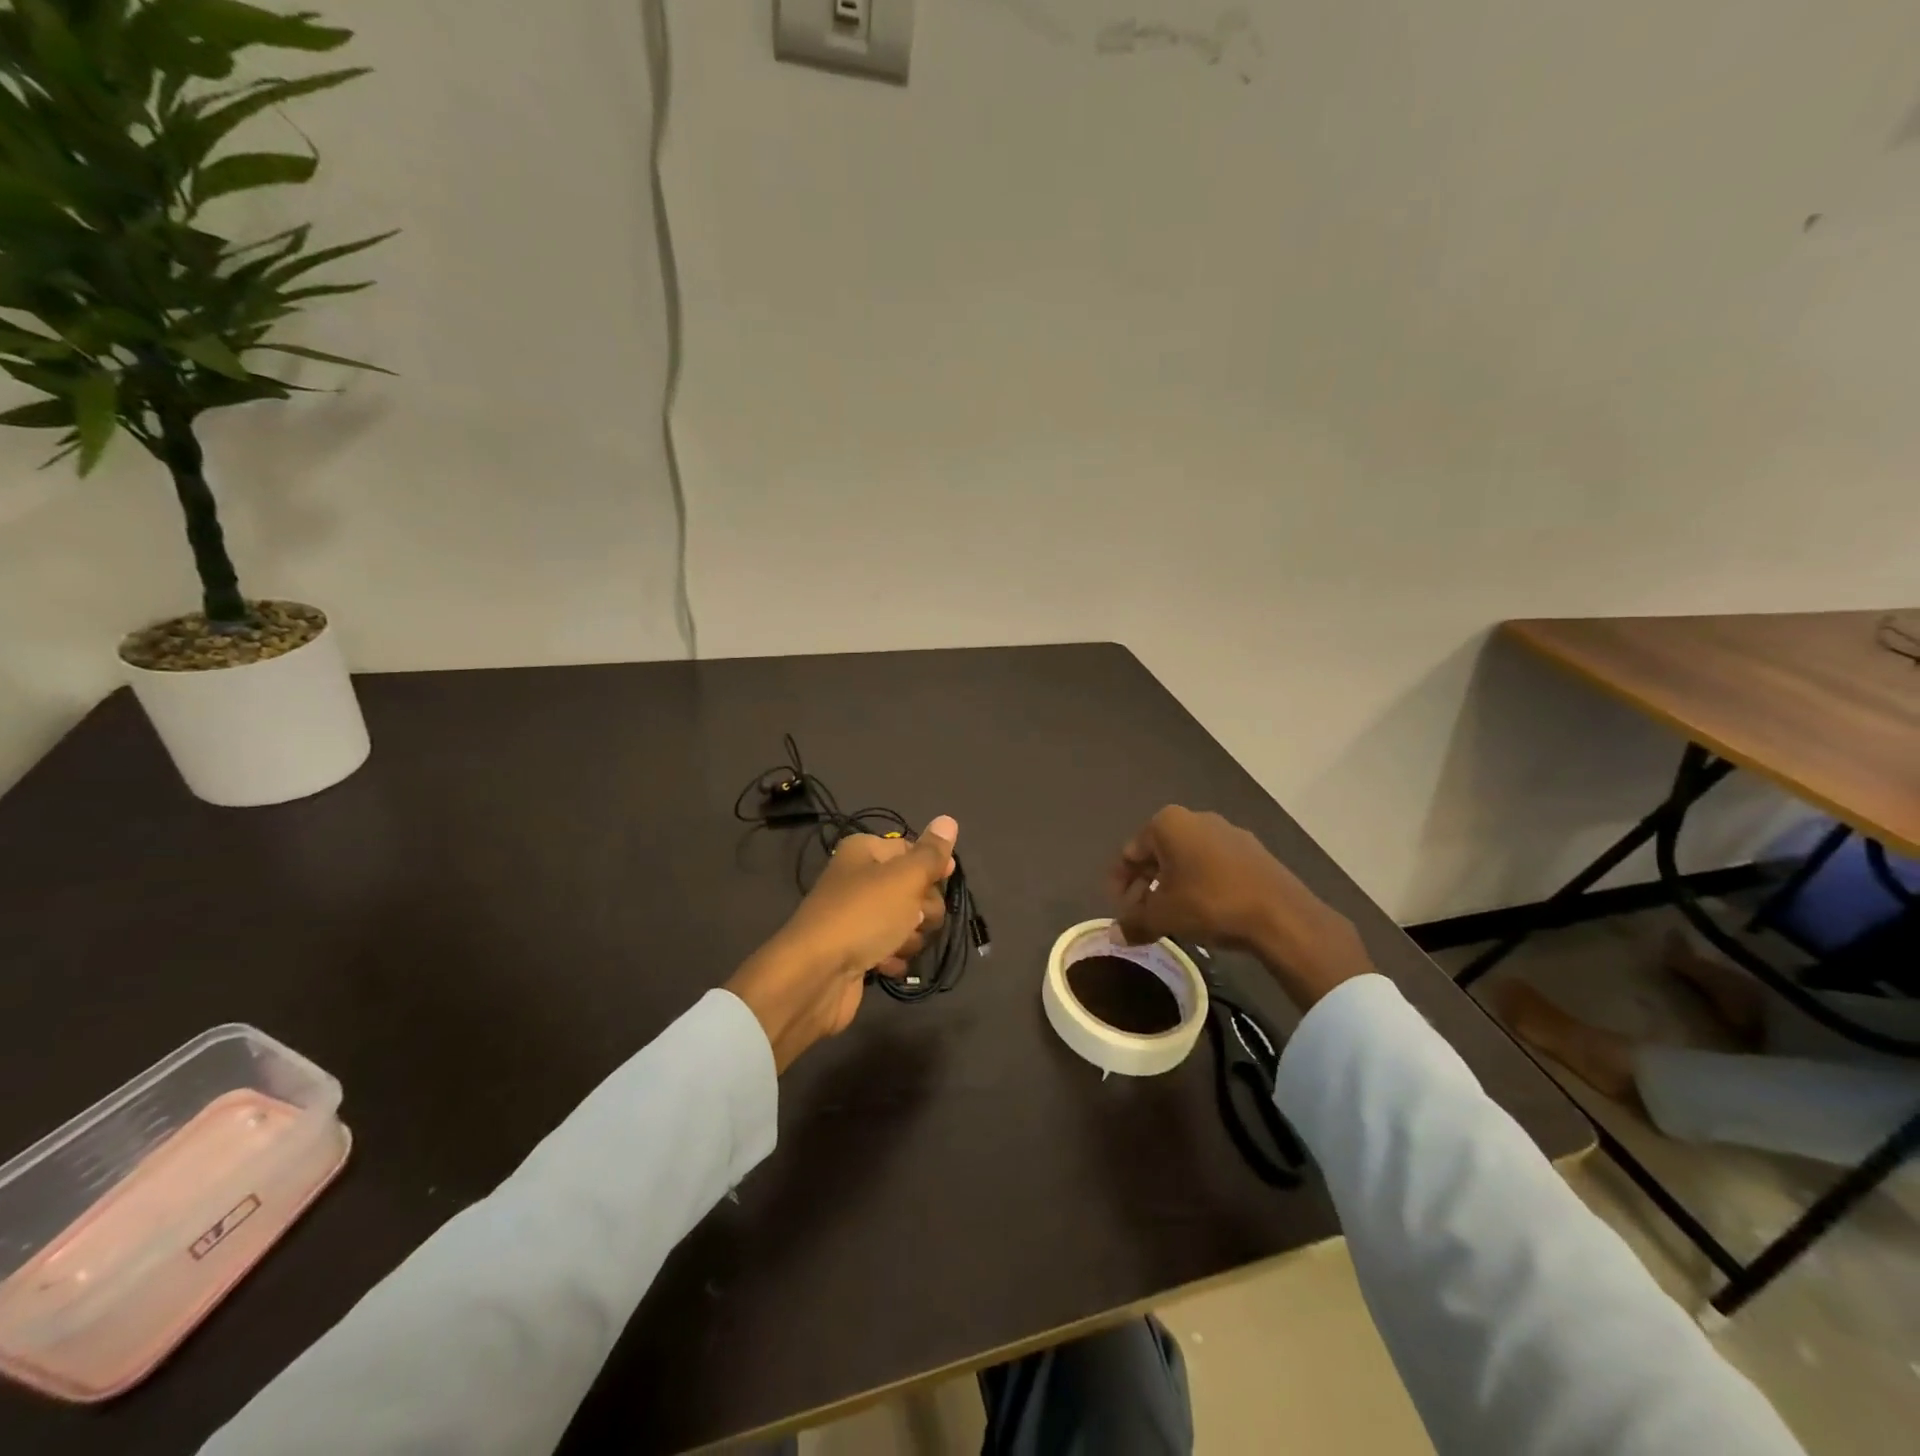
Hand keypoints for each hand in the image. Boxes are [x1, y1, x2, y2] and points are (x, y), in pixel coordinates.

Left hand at [727, 816, 957, 1071]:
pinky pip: (889, 949)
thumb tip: (948, 820)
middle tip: (915, 919)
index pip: (911, 848)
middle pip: (912, 887)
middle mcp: (858, 879)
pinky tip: (887, 965)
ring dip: (910, 936)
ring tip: (897, 945)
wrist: (815, 976)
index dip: (932, 865)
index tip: (946, 879)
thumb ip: (930, 853)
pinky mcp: (855, 951)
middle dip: (923, 907)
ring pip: (905, 921)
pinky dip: (893, 957)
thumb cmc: (863, 915)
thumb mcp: (904, 878)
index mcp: (864, 852)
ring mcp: (856, 917)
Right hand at [1108, 806, 1370, 1008]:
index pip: (1130, 852)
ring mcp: (1228, 832)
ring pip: (1187, 859)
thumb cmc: (1209, 903)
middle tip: (1142, 914)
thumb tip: (1115, 935)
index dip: (1119, 883)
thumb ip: (1134, 922)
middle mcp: (1196, 818)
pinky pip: (1214, 865)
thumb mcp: (1163, 917)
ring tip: (1172, 916)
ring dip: (1174, 885)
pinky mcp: (1253, 851)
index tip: (1120, 910)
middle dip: (1146, 884)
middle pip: (1158, 853)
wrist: (1280, 914)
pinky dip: (1201, 884)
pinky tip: (1204, 911)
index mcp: (1167, 823)